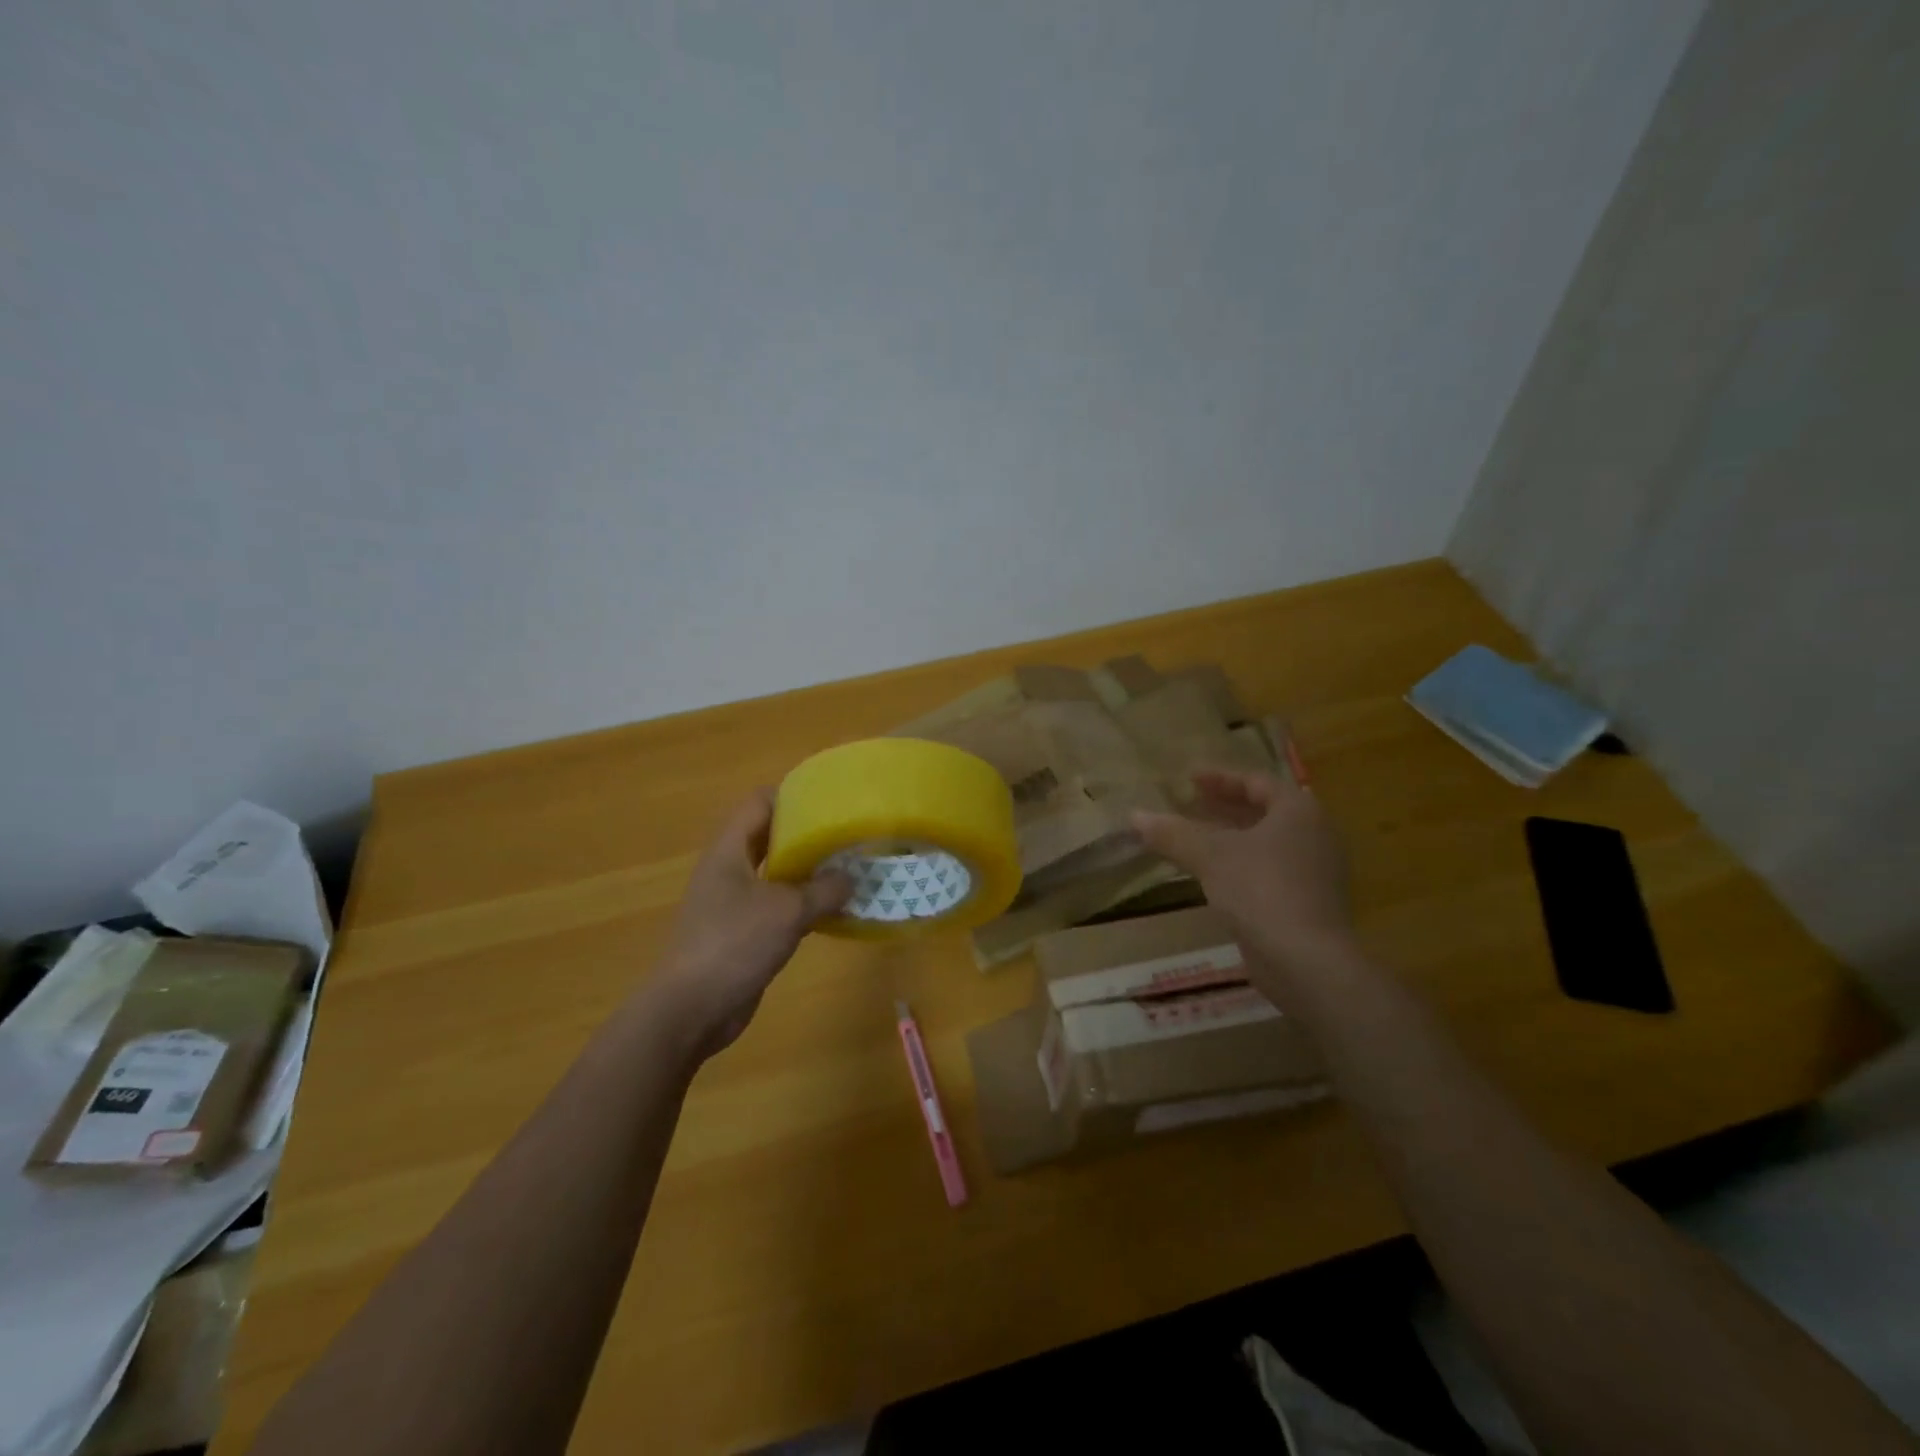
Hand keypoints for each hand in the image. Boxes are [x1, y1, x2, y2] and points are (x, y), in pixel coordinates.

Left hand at [647, 789, 850, 1059]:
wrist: (691, 1010)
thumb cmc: (734, 944)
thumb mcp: (787, 911)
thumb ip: (824, 889)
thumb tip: (850, 878)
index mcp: (729, 851)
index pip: (759, 803)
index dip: (792, 794)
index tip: (830, 798)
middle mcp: (728, 870)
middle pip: (768, 837)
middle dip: (806, 833)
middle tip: (846, 833)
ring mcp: (732, 903)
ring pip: (774, 873)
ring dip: (807, 871)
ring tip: (848, 867)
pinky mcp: (741, 933)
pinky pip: (776, 906)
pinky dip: (801, 903)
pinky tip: (832, 910)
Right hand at [1131, 767, 1355, 985]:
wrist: (1307, 961)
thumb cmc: (1261, 890)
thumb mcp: (1210, 856)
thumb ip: (1173, 833)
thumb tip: (1135, 816)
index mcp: (1299, 811)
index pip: (1257, 781)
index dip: (1220, 778)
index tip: (1189, 779)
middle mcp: (1314, 835)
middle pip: (1263, 811)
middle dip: (1224, 807)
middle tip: (1188, 805)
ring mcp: (1315, 872)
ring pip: (1265, 843)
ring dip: (1229, 838)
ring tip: (1192, 839)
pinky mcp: (1307, 903)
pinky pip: (1268, 870)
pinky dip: (1239, 865)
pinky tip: (1211, 875)